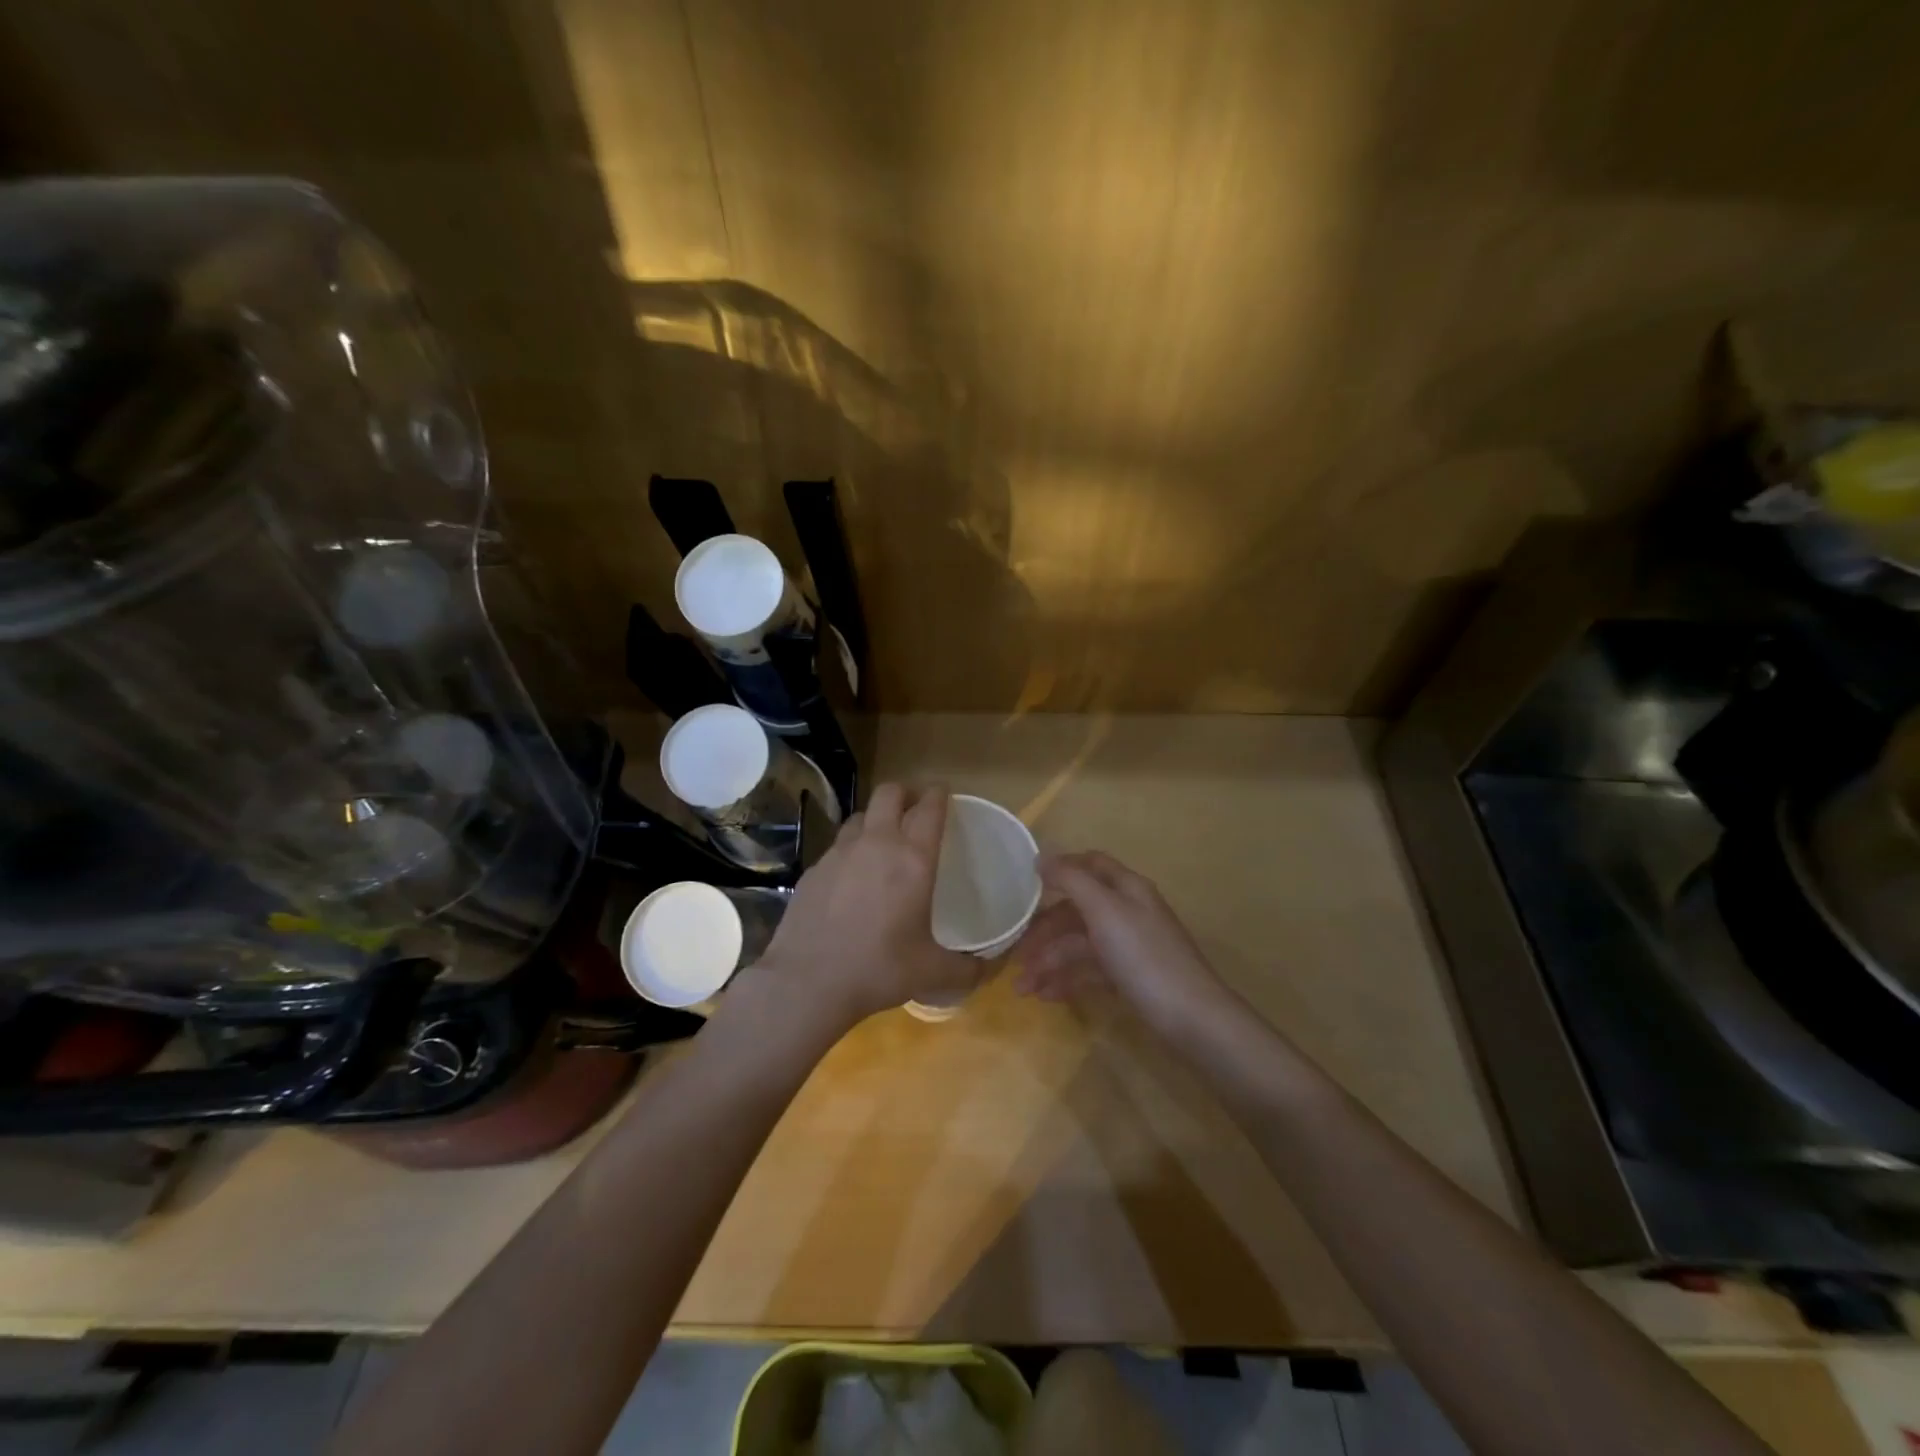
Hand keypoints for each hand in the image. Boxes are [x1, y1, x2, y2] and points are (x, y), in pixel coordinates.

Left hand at [757, 783, 983, 1026]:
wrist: (808, 981)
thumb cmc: (879, 969)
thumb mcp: (932, 973)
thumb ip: (967, 970)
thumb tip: (987, 971)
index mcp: (913, 859)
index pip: (929, 807)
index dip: (938, 793)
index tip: (943, 792)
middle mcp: (877, 844)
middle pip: (890, 793)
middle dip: (905, 792)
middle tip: (915, 808)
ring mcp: (839, 853)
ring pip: (860, 815)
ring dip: (876, 818)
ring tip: (883, 838)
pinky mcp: (813, 869)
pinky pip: (837, 845)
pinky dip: (850, 848)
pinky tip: (851, 875)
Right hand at [1012, 851, 1235, 1033]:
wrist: (1191, 1018)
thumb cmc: (1144, 956)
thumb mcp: (1105, 910)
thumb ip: (1072, 880)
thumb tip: (1042, 856)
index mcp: (1126, 888)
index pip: (1091, 864)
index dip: (1060, 867)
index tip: (1026, 882)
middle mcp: (1128, 912)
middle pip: (1078, 910)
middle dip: (1044, 930)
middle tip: (1016, 954)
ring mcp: (1129, 947)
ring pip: (1080, 945)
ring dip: (1049, 962)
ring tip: (1023, 989)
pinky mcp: (1129, 978)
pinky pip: (1090, 971)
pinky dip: (1067, 980)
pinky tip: (1046, 997)